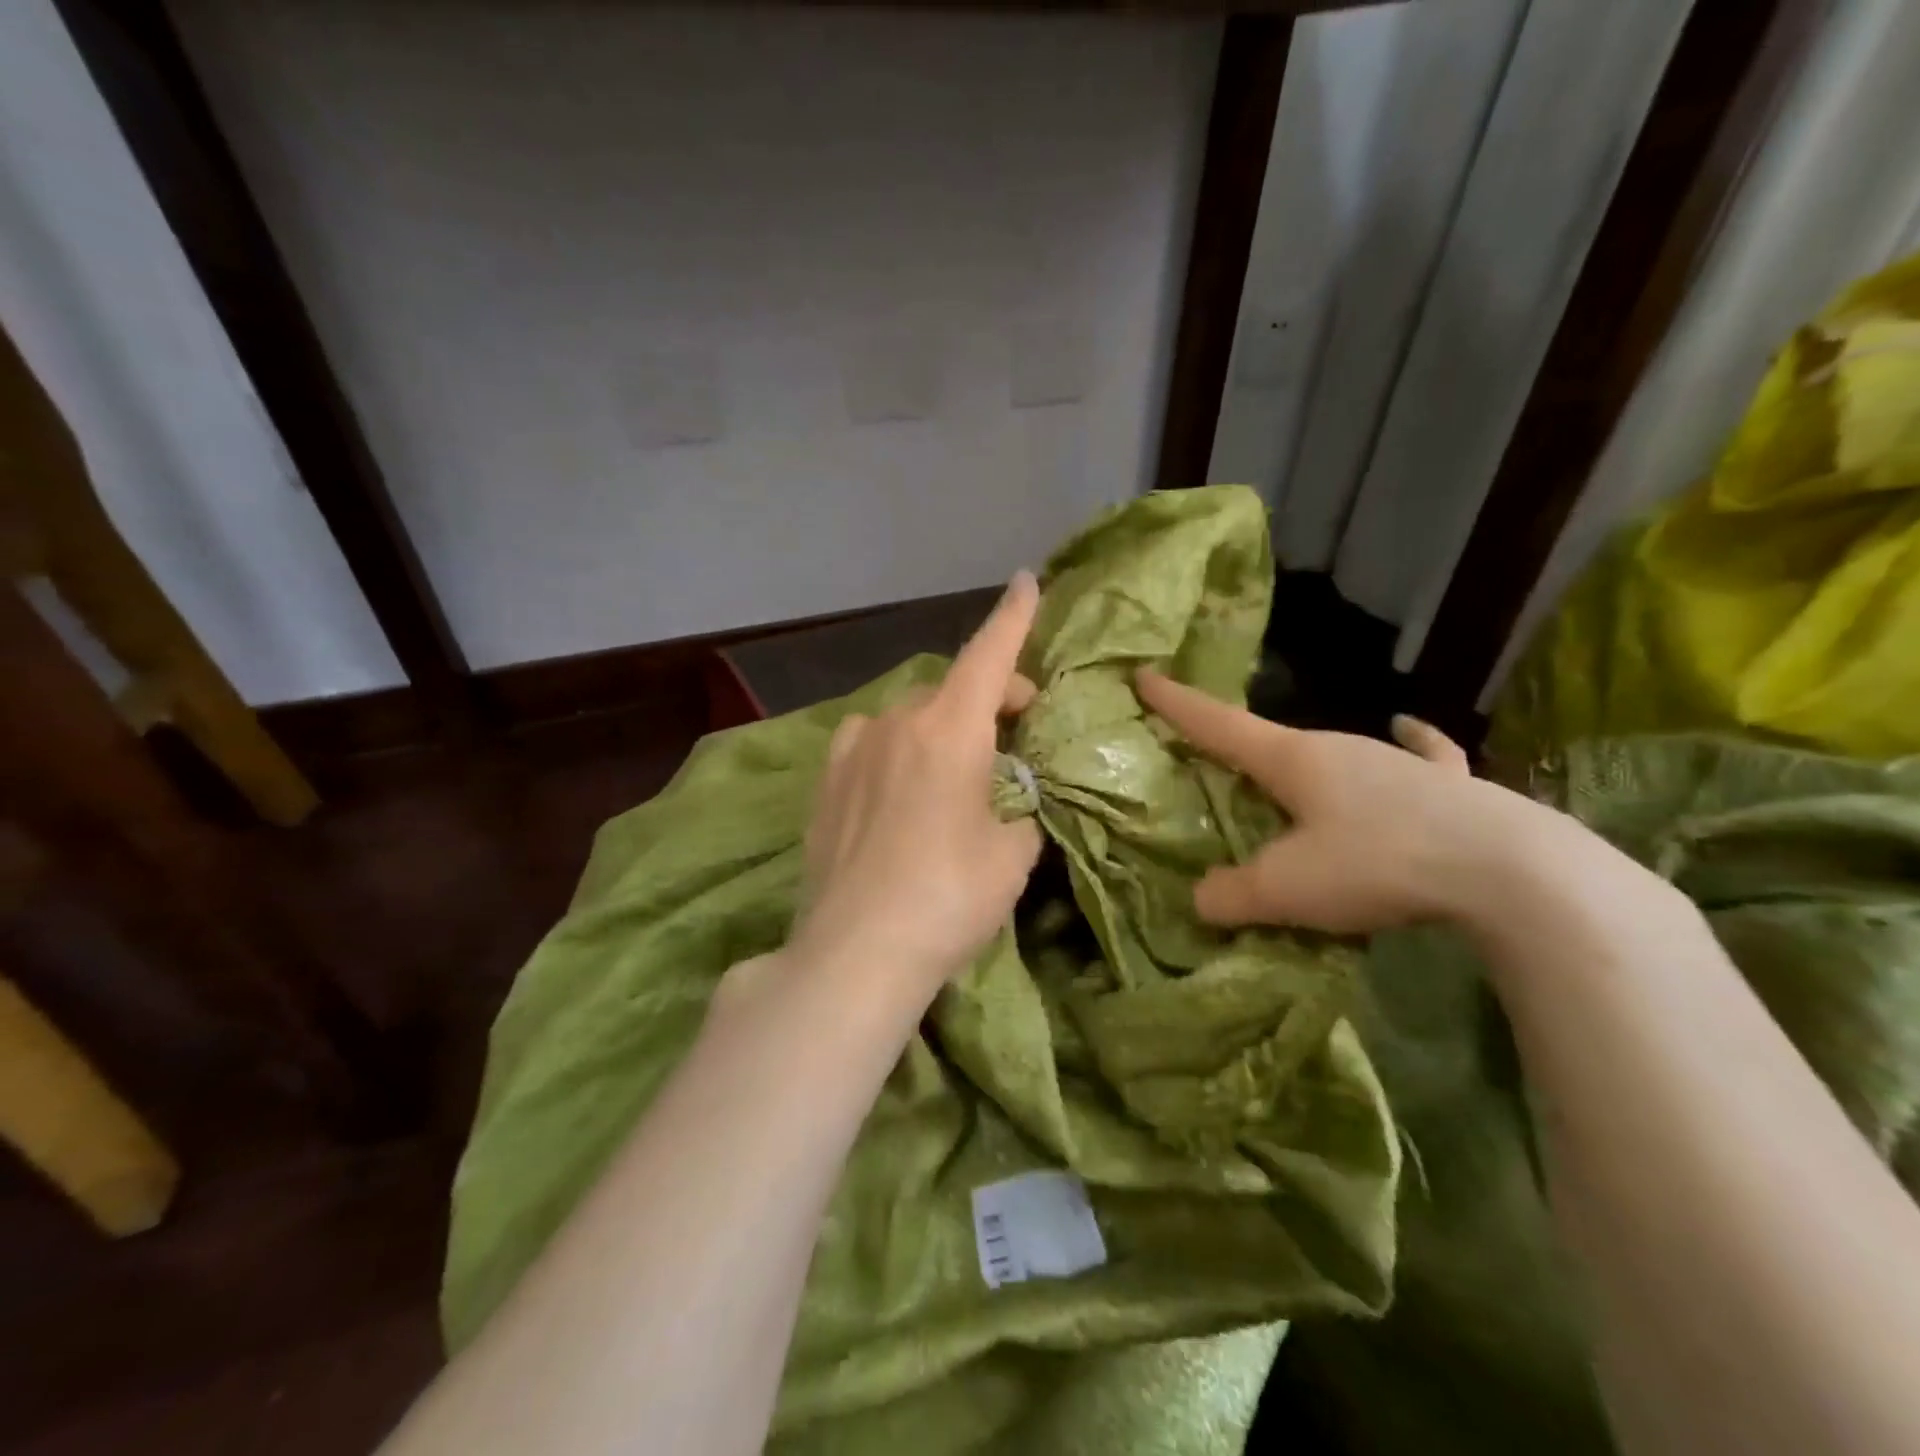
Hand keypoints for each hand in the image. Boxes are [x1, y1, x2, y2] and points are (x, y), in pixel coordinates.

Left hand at [787, 574, 1044, 998]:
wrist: (855, 952)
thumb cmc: (949, 897)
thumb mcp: (1012, 855)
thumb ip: (1022, 813)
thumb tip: (1012, 804)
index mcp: (949, 730)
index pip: (988, 654)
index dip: (1013, 616)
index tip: (1026, 580)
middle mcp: (896, 723)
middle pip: (951, 689)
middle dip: (989, 698)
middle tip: (1017, 732)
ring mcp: (852, 750)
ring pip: (907, 715)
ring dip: (940, 726)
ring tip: (955, 768)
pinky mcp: (824, 782)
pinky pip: (870, 743)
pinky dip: (896, 748)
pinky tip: (899, 785)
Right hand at [1136, 668, 1514, 933]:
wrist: (1508, 869)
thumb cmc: (1377, 862)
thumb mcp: (1287, 889)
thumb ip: (1233, 895)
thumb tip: (1203, 900)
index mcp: (1293, 759)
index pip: (1218, 725)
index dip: (1177, 705)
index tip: (1144, 676)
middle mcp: (1339, 747)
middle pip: (1272, 741)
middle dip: (1236, 744)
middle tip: (1211, 756)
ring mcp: (1396, 762)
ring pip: (1335, 754)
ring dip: (1303, 762)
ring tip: (1287, 775)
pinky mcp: (1446, 785)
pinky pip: (1421, 757)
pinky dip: (1412, 745)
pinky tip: (1410, 731)